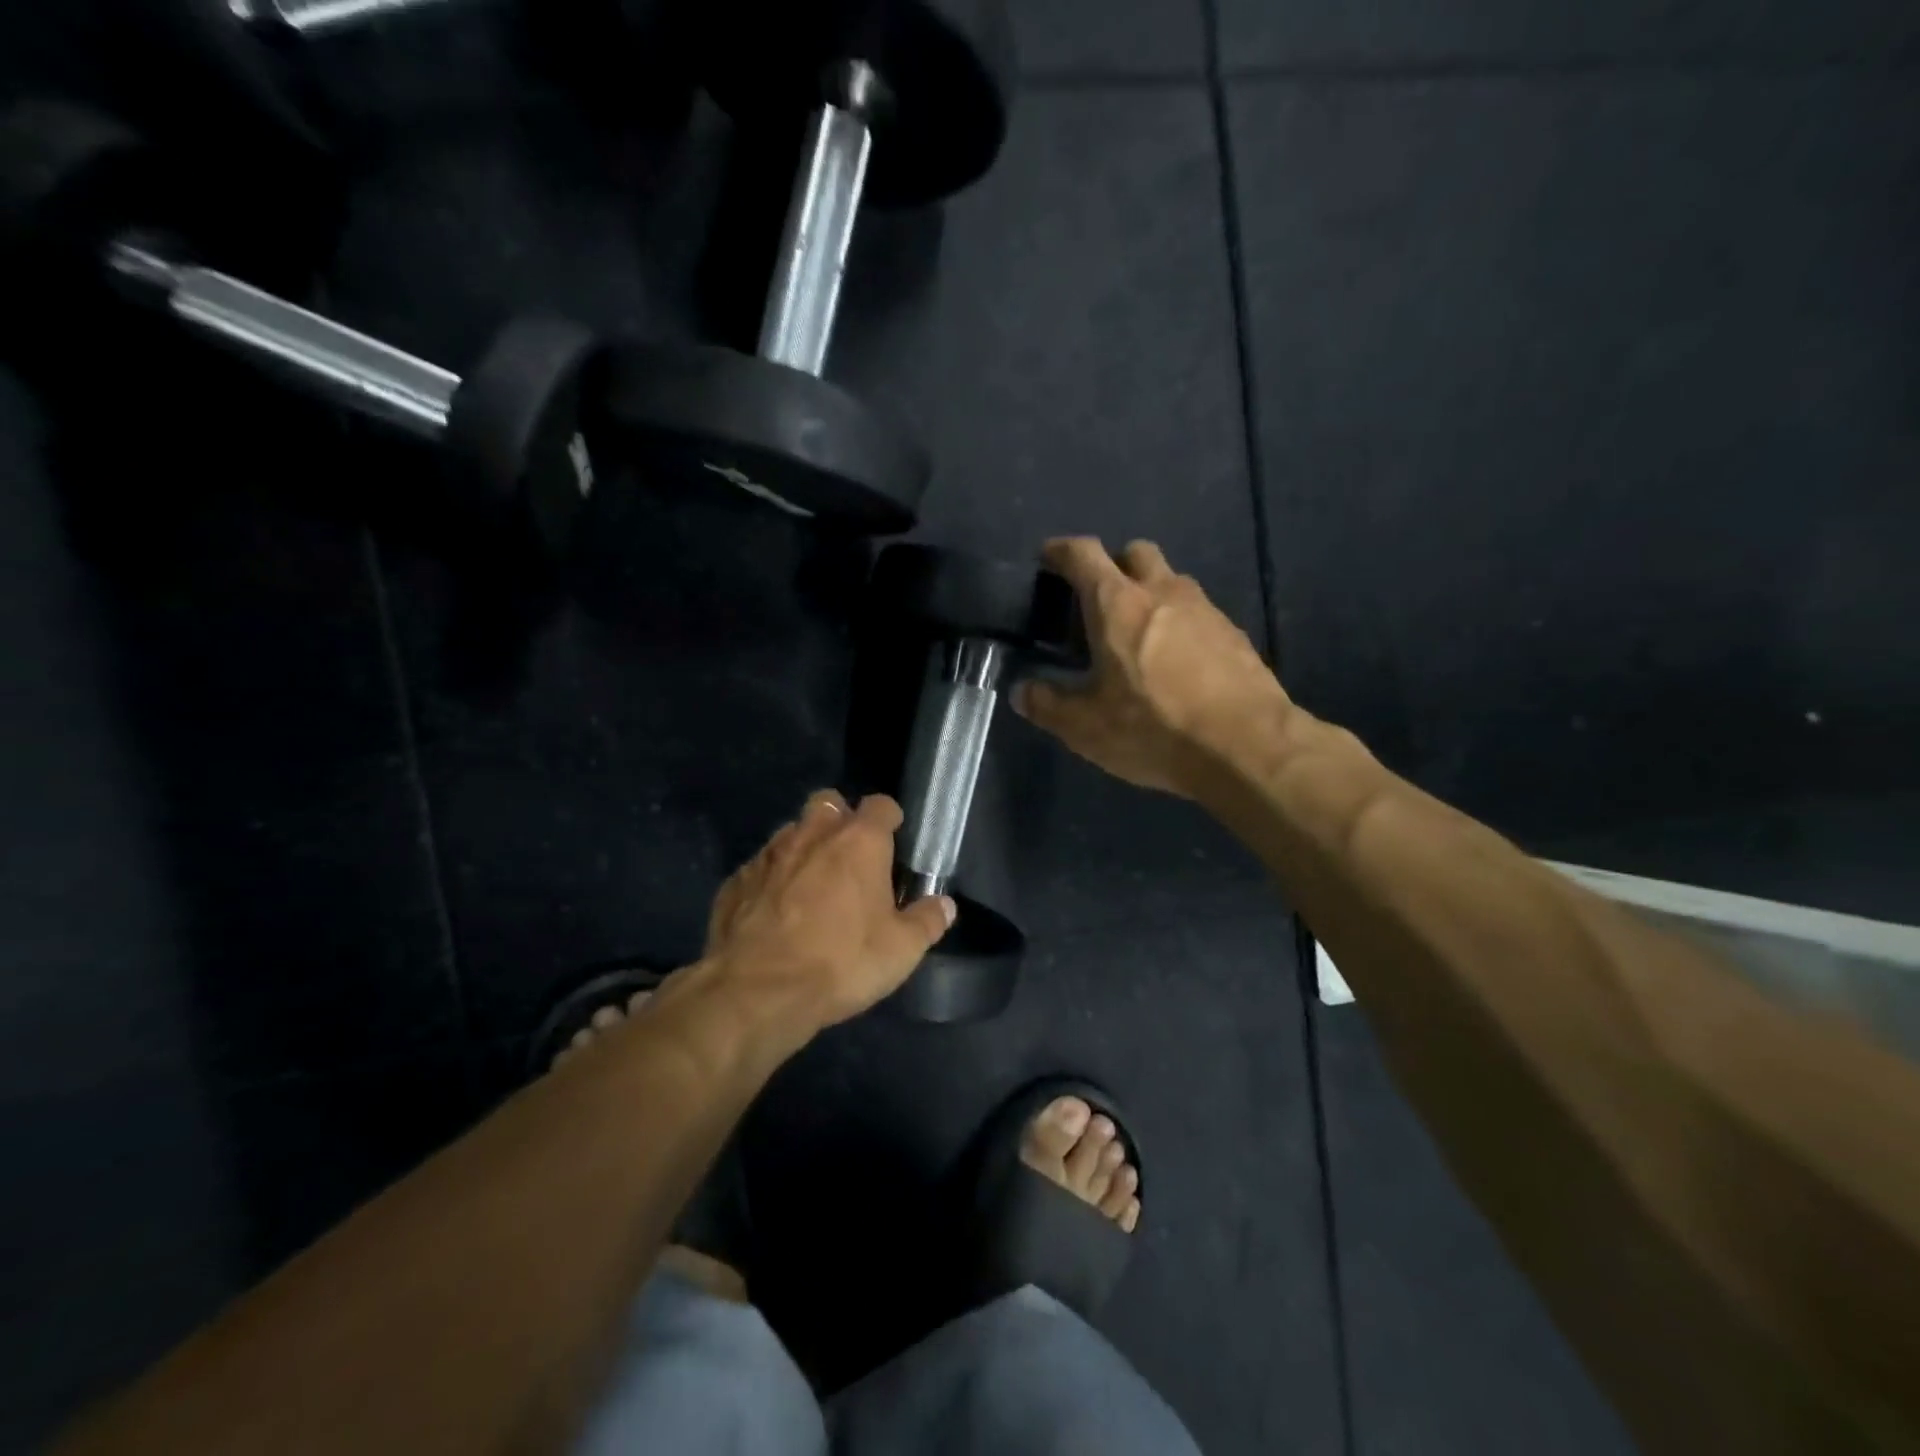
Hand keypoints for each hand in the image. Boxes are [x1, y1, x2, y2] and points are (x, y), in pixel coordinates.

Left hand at [701, 791, 955, 1029]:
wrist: (756, 991)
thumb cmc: (841, 962)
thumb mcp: (901, 950)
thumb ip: (927, 921)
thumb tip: (945, 904)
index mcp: (858, 842)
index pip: (880, 805)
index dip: (889, 819)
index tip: (894, 840)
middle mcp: (812, 834)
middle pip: (828, 803)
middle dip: (840, 820)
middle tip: (850, 857)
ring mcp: (769, 854)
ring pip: (791, 832)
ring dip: (804, 848)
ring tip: (812, 885)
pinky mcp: (736, 880)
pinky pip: (760, 867)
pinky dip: (772, 880)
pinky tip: (775, 911)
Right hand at [1014, 538, 1291, 797]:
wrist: (1247, 747)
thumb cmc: (1154, 728)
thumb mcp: (1085, 727)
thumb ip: (1048, 705)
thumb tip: (1021, 692)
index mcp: (1118, 605)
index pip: (1084, 554)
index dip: (1062, 550)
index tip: (1049, 557)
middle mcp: (1163, 592)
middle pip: (1135, 552)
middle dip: (1114, 565)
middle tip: (1099, 600)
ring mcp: (1205, 610)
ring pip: (1172, 580)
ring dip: (1151, 593)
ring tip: (1139, 635)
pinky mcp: (1234, 635)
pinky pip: (1199, 612)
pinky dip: (1181, 623)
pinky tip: (1178, 662)